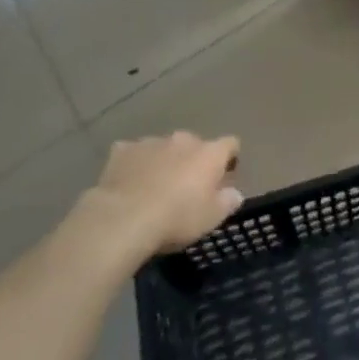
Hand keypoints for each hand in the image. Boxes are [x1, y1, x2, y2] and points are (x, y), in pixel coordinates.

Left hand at [83, 132, 243, 254]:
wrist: (123, 219)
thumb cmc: (176, 218)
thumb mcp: (211, 219)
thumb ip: (228, 202)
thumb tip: (235, 193)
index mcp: (209, 153)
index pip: (230, 144)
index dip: (229, 159)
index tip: (224, 176)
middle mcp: (183, 140)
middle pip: (194, 145)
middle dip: (192, 161)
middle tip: (185, 188)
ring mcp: (152, 142)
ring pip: (164, 148)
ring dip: (164, 162)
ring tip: (154, 188)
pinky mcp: (123, 150)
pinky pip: (134, 153)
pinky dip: (135, 165)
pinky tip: (129, 184)